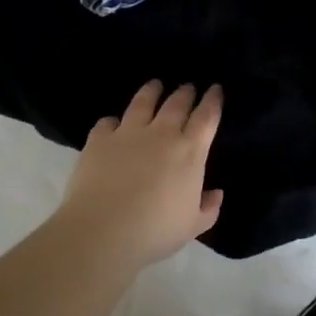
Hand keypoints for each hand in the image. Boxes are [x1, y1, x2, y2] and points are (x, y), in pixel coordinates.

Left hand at [56, 81, 223, 266]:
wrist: (104, 230)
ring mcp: (127, 133)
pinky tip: (112, 124)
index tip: (215, 89)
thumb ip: (207, 208)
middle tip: (187, 87)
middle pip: (176, 104)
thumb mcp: (192, 226)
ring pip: (142, 102)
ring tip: (154, 85)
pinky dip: (112, 121)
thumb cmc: (156, 231)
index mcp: (189, 152)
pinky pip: (107, 122)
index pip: (206, 118)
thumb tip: (215, 193)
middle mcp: (160, 134)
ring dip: (151, 91)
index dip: (212, 101)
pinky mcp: (99, 139)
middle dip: (185, 93)